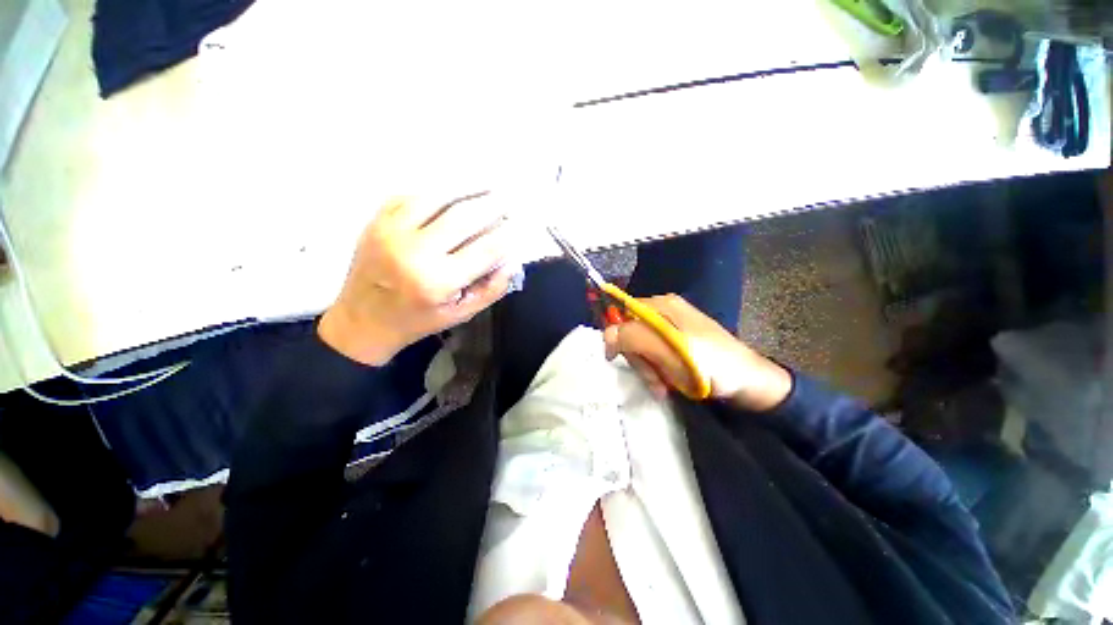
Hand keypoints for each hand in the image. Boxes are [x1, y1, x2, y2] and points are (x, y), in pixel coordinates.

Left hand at [319, 192, 516, 365]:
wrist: (363, 320)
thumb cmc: (418, 320)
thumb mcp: (461, 314)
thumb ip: (492, 289)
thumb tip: (512, 260)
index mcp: (438, 281)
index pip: (486, 249)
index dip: (508, 234)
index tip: (521, 225)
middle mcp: (415, 252)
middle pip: (464, 216)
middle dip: (493, 204)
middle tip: (510, 197)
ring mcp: (392, 231)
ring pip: (437, 196)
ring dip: (467, 187)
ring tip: (488, 183)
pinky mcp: (377, 220)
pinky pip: (413, 195)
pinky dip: (438, 190)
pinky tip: (454, 190)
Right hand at [603, 294, 791, 410]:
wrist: (751, 384)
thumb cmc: (714, 365)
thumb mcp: (672, 351)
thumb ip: (636, 338)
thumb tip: (606, 335)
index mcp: (662, 306)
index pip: (623, 313)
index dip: (617, 336)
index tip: (617, 359)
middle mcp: (664, 313)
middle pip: (631, 333)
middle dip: (639, 359)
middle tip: (654, 378)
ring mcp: (671, 329)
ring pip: (641, 348)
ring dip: (648, 369)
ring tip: (663, 386)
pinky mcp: (676, 345)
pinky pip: (654, 356)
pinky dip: (657, 372)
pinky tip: (667, 384)